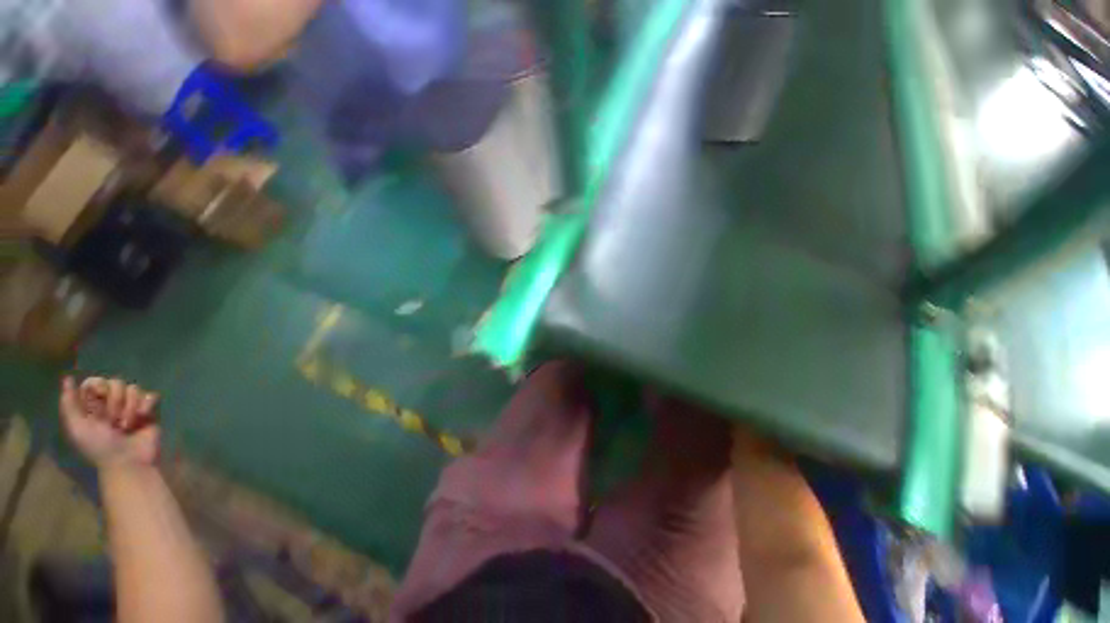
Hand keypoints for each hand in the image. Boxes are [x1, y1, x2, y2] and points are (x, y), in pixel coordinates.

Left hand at [60, 376, 159, 468]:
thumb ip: (69, 404)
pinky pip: (151, 396)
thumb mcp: (77, 428)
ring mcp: (132, 405)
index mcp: (92, 405)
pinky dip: (146, 407)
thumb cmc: (99, 446)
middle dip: (115, 402)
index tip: (97, 402)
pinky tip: (143, 419)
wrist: (127, 461)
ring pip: (133, 389)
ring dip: (130, 408)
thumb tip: (68, 378)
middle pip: (115, 382)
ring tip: (127, 425)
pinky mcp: (150, 409)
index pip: (95, 381)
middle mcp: (111, 402)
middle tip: (112, 421)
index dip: (98, 388)